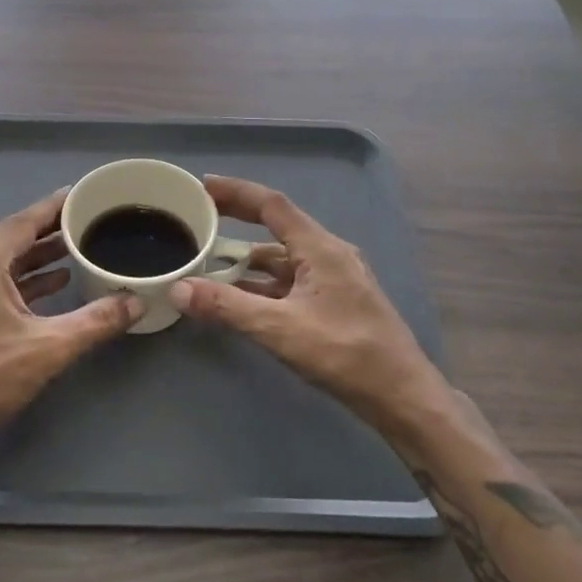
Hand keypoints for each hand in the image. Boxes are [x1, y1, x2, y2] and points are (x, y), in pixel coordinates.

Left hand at [0, 189, 142, 462]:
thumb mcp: (49, 348)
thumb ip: (95, 321)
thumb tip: (136, 302)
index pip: (22, 223)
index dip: (53, 207)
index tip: (81, 194)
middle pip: (12, 238)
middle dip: (49, 229)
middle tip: (85, 219)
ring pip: (4, 262)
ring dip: (37, 255)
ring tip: (75, 249)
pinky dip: (25, 280)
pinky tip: (53, 285)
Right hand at [169, 176, 452, 446]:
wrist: (403, 396)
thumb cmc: (346, 354)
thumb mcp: (280, 329)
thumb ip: (228, 307)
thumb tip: (179, 288)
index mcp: (321, 248)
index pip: (272, 205)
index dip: (237, 191)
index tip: (203, 185)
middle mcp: (329, 254)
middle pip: (277, 226)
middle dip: (239, 220)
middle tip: (202, 217)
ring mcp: (335, 279)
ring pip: (284, 258)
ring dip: (249, 258)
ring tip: (212, 262)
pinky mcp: (336, 302)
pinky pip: (292, 281)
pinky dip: (264, 283)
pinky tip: (242, 298)